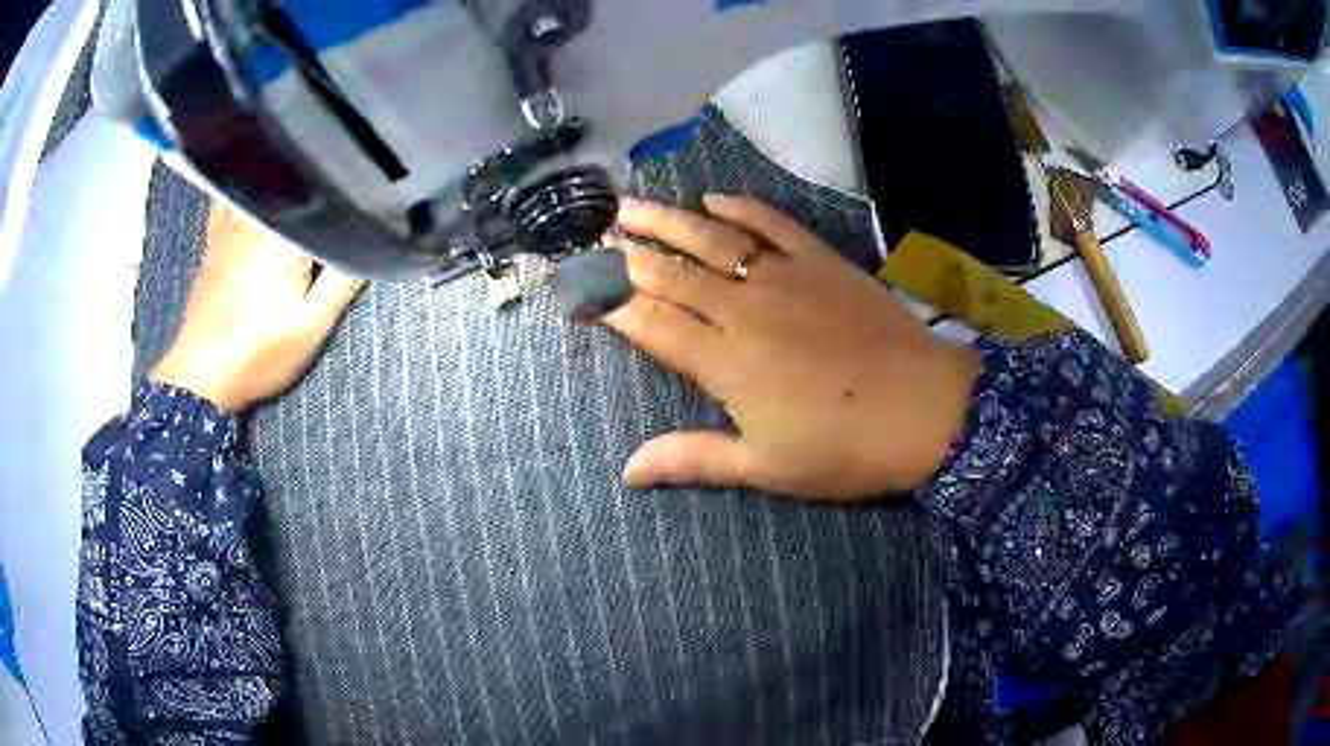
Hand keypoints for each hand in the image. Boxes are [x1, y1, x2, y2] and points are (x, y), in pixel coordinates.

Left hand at [151, 206, 365, 412]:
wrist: (202, 374)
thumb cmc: (257, 356)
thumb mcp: (310, 329)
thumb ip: (343, 283)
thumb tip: (375, 242)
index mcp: (283, 237)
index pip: (327, 200)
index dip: (349, 207)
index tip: (364, 218)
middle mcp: (257, 218)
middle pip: (300, 187)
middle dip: (323, 195)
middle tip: (339, 217)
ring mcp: (232, 223)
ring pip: (269, 184)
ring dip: (291, 185)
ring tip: (309, 194)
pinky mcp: (216, 235)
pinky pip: (234, 193)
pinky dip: (252, 186)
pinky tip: (264, 191)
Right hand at [602, 195, 978, 500]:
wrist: (928, 410)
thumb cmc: (845, 449)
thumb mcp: (766, 468)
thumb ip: (693, 459)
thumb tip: (627, 471)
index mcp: (724, 363)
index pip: (650, 324)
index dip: (609, 305)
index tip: (577, 290)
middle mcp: (744, 310)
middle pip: (672, 273)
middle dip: (627, 254)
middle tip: (594, 235)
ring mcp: (785, 279)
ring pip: (712, 240)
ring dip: (667, 221)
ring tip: (630, 205)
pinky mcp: (822, 262)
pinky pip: (772, 224)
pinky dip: (741, 209)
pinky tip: (714, 199)